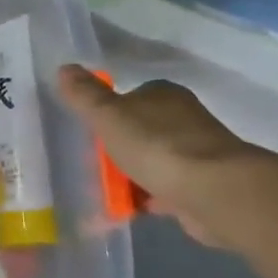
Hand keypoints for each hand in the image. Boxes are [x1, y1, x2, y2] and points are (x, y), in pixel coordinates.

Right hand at [55, 65, 265, 248]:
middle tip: (93, 163)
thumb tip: (64, 67)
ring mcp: (197, 153)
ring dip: (133, 174)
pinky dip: (148, 198)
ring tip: (106, 190)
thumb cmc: (156, 145)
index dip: (109, 112)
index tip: (91, 132)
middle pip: (142, 129)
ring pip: (154, 160)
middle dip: (120, 147)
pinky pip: (166, 188)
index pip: (132, 96)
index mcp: (164, 95)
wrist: (213, 192)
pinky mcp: (204, 185)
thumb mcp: (108, 115)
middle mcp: (185, 119)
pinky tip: (129, 209)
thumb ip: (85, 95)